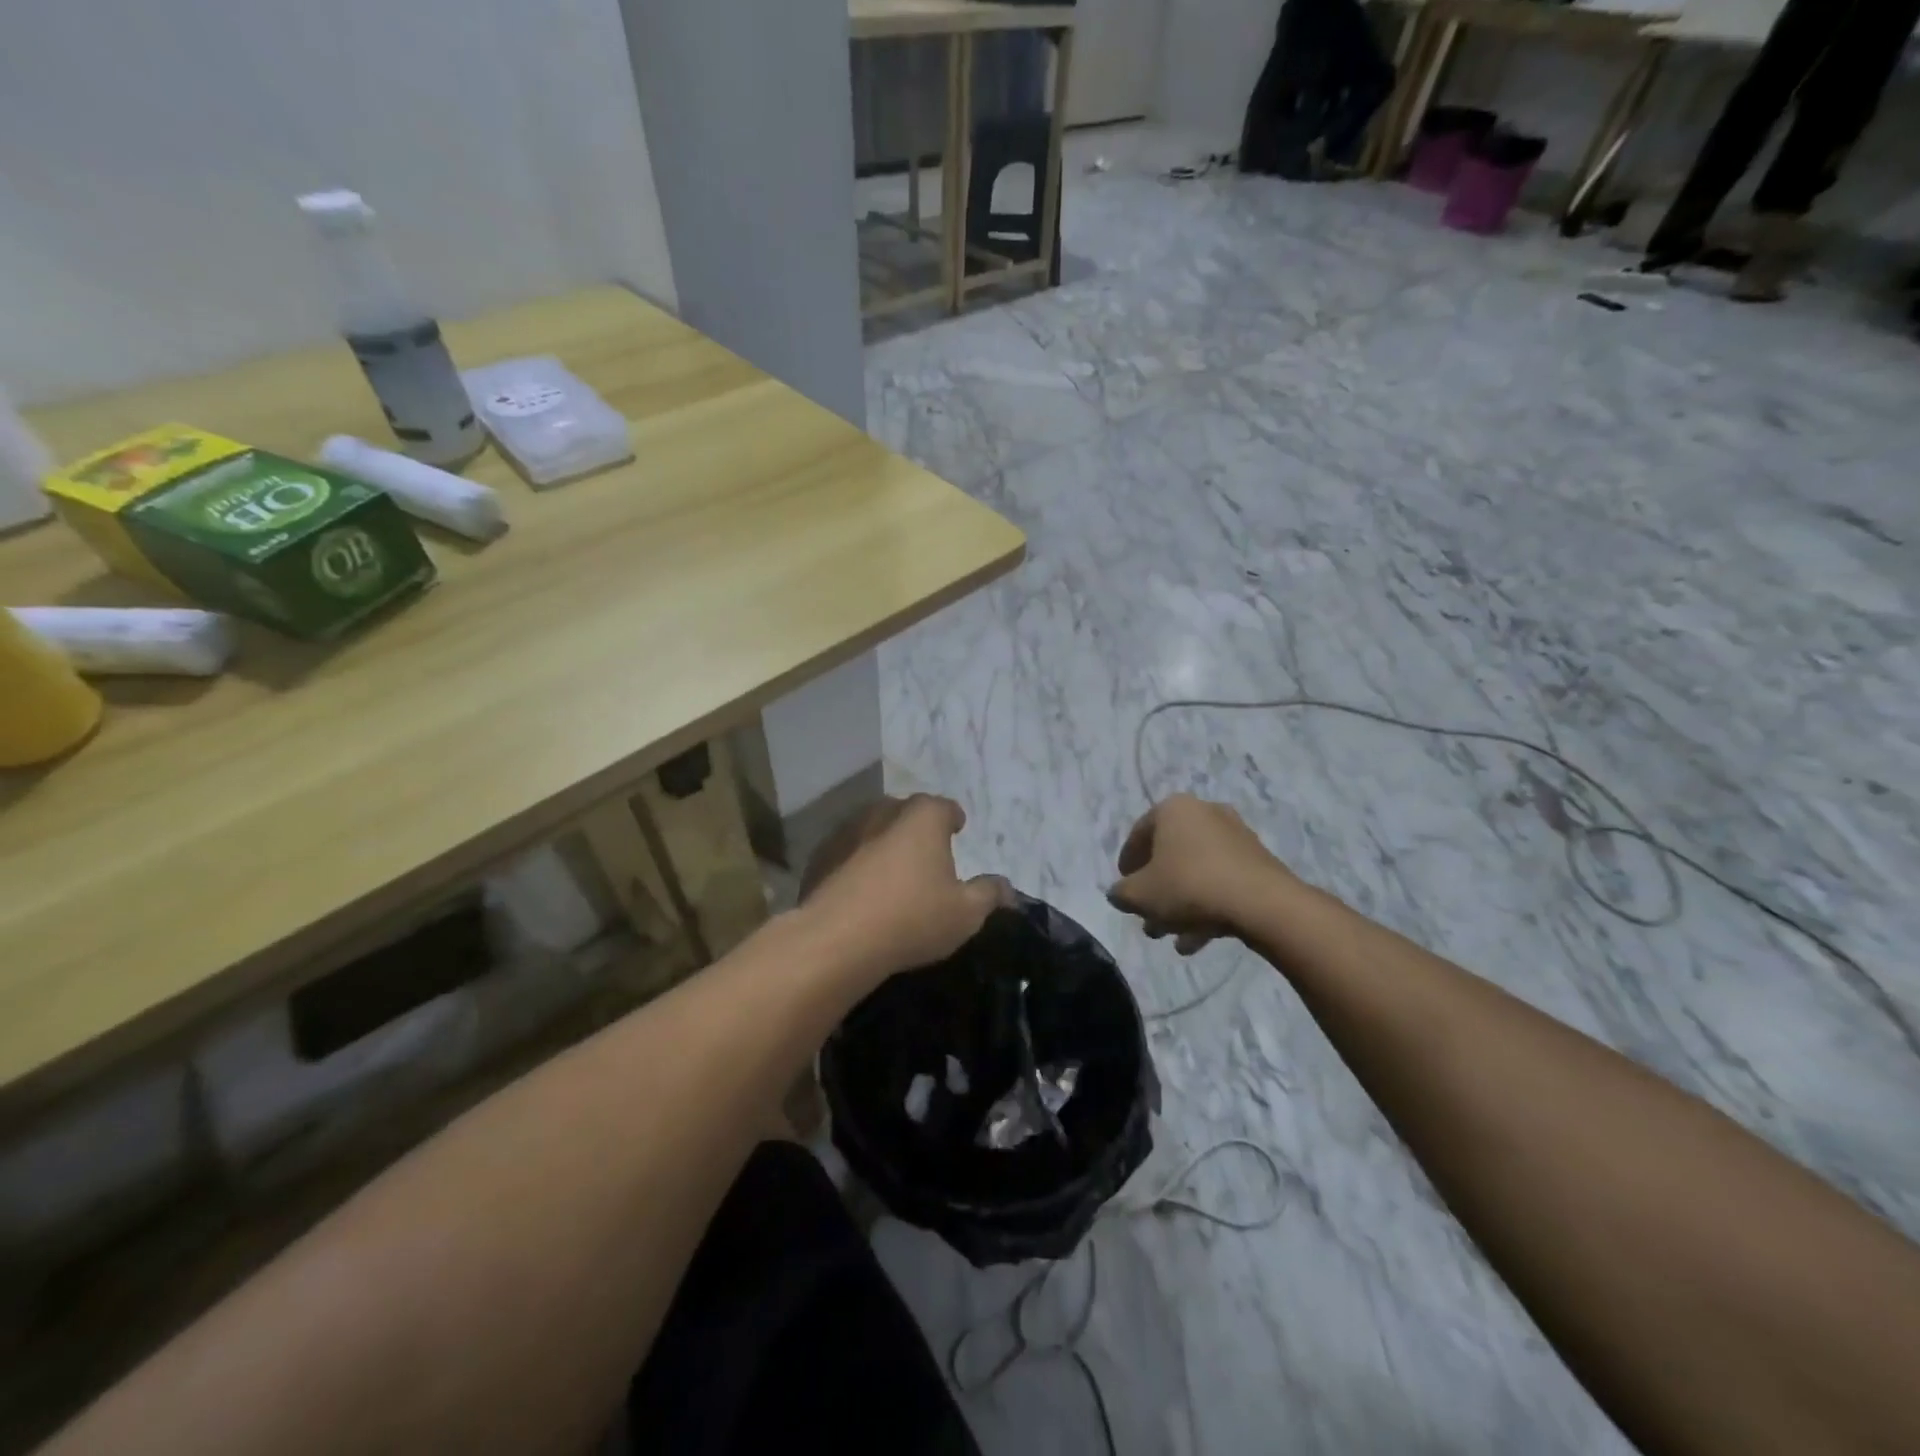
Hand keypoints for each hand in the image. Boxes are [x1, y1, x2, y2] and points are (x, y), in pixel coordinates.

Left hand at [797, 794, 1008, 985]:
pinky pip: (847, 853)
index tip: (958, 830)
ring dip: (884, 844)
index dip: (954, 819)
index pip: (945, 807)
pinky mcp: (820, 855)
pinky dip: (856, 863)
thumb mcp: (966, 913)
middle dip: (917, 829)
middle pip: (907, 813)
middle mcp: (884, 811)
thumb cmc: (912, 918)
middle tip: (927, 856)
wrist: (836, 939)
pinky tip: (860, 890)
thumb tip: (1005, 887)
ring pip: (874, 829)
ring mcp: (847, 831)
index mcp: (924, 817)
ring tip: (893, 873)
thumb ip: (989, 894)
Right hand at [1107, 794, 1292, 954]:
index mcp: (1173, 809)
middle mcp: (1204, 812)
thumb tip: (1118, 894)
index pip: (1138, 834)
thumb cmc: (1189, 887)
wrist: (1262, 903)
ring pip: (1196, 871)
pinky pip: (1220, 880)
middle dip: (1156, 890)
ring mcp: (1235, 835)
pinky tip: (1197, 940)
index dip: (1127, 864)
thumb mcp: (1140, 895)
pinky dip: (1206, 905)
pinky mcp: (1257, 861)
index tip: (1124, 889)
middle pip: (1170, 854)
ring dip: (1180, 904)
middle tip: (1147, 917)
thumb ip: (1121, 893)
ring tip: (1171, 937)